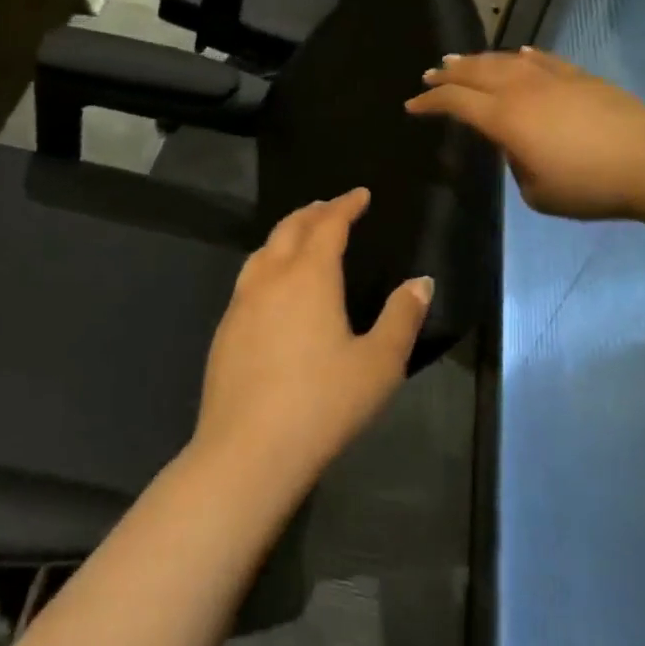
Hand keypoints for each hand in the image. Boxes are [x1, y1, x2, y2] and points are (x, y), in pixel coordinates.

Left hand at [192, 189, 433, 496]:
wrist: (247, 450)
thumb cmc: (323, 404)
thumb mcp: (378, 364)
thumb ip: (401, 317)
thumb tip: (420, 282)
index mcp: (309, 276)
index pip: (328, 225)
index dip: (346, 205)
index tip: (360, 195)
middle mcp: (271, 277)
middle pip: (290, 228)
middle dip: (314, 212)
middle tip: (332, 207)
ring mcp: (241, 302)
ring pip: (263, 250)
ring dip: (286, 234)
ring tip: (302, 236)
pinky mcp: (224, 329)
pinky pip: (249, 278)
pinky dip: (268, 263)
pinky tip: (273, 286)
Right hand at [406, 47, 644, 224]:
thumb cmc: (588, 186)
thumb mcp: (537, 192)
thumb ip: (515, 165)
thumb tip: (516, 145)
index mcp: (504, 118)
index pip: (456, 102)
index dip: (430, 102)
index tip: (412, 105)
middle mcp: (521, 89)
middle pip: (475, 72)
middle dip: (449, 73)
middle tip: (430, 74)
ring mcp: (552, 77)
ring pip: (505, 60)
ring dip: (478, 60)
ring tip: (461, 61)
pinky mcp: (579, 76)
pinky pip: (541, 59)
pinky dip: (522, 55)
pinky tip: (517, 53)